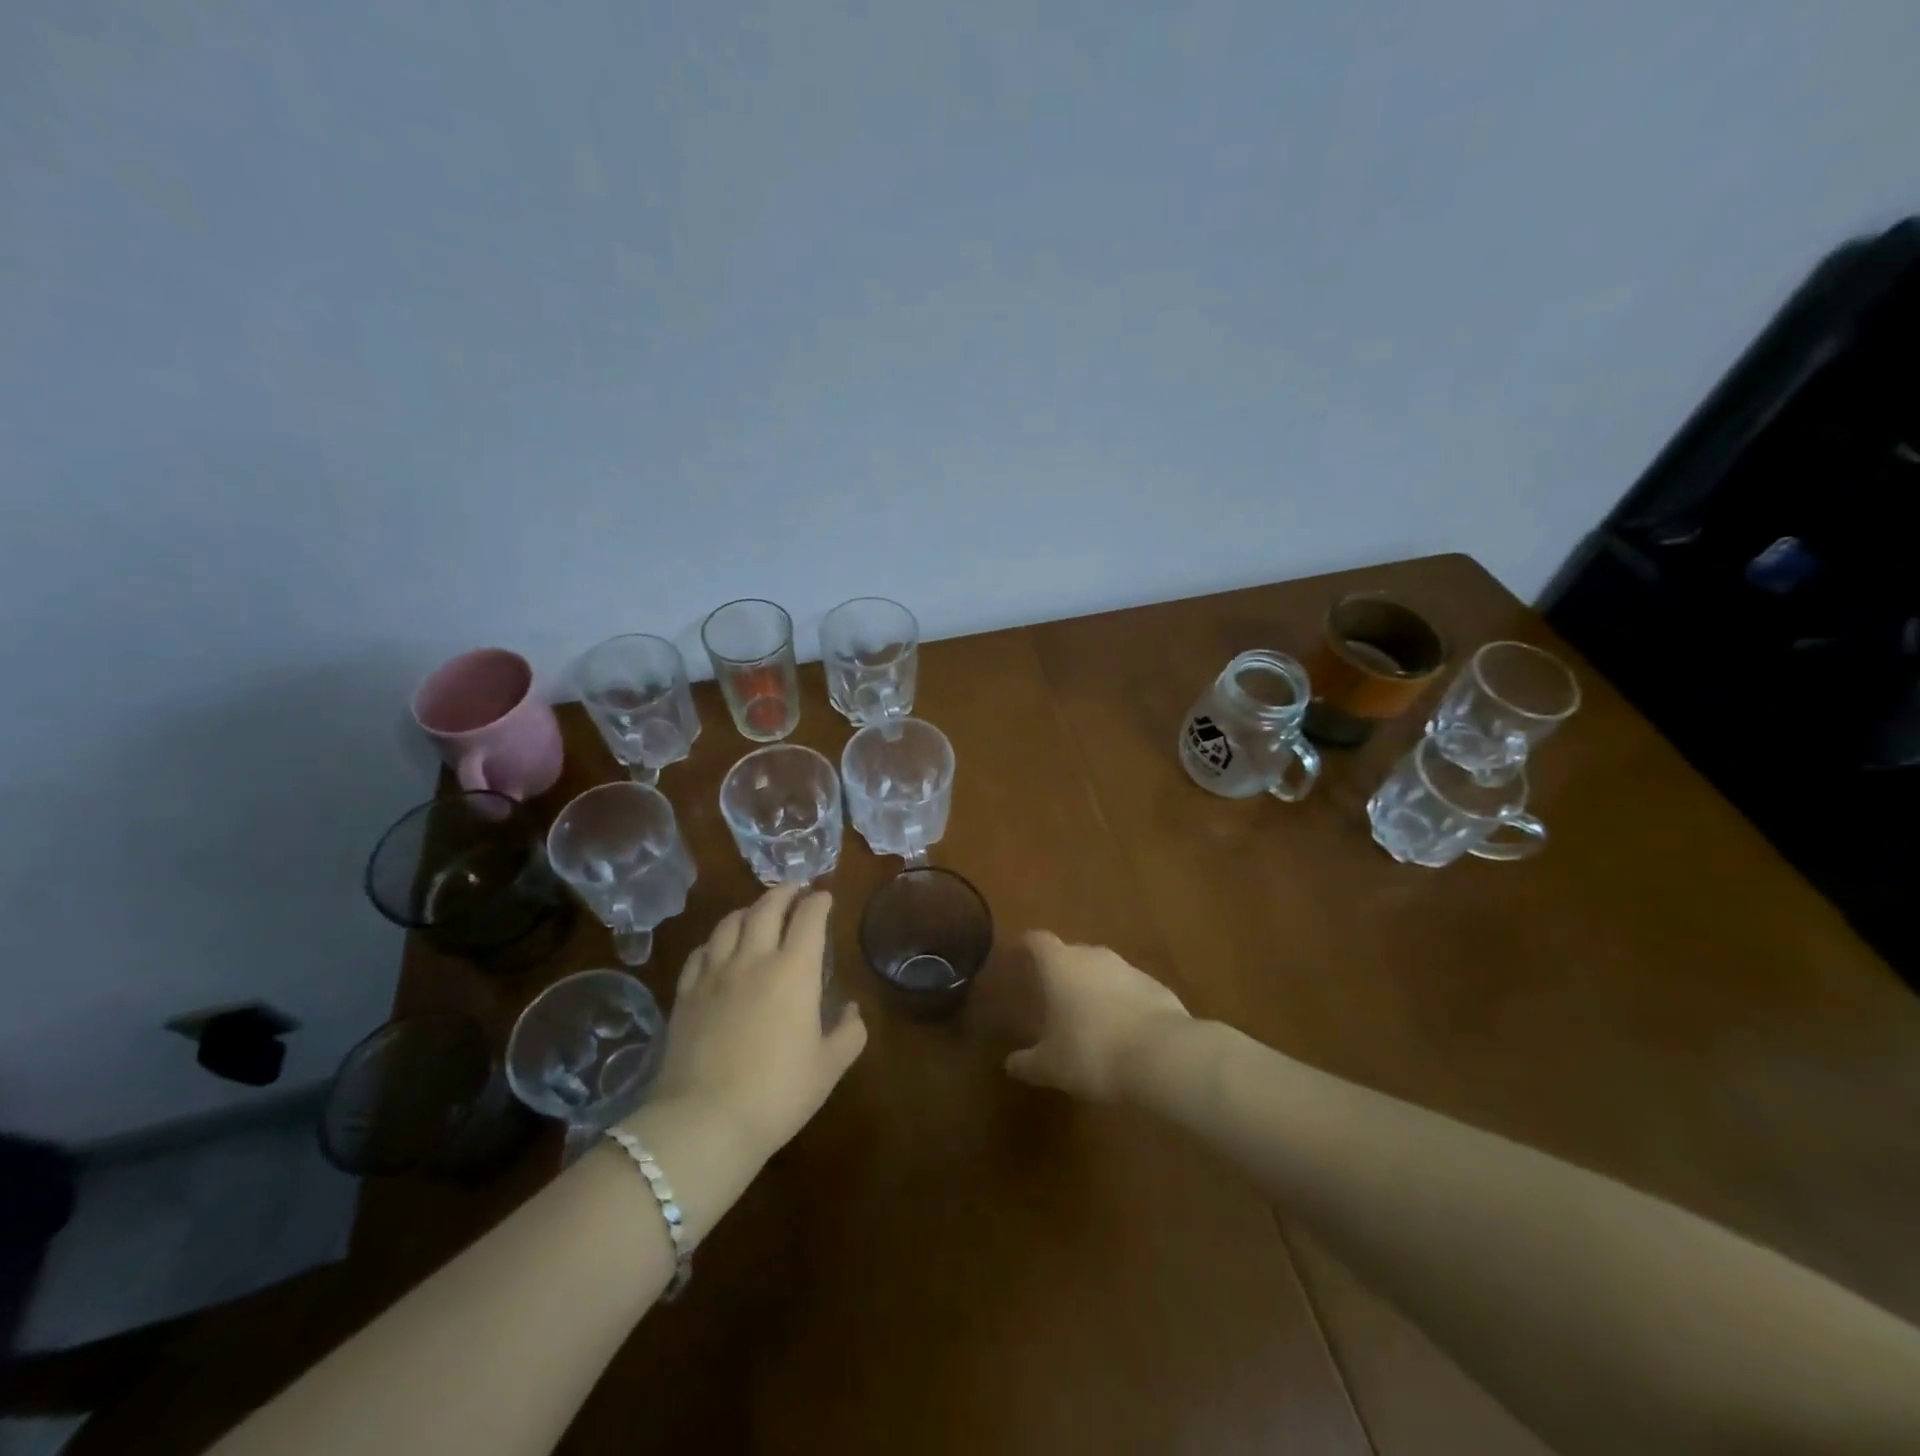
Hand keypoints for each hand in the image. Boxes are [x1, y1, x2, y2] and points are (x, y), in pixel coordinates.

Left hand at [646, 886, 865, 1162]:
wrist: (704, 1122)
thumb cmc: (777, 1093)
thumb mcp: (828, 1067)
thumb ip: (849, 1033)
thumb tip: (851, 1009)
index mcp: (794, 970)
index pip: (809, 917)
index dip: (819, 901)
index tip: (825, 897)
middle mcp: (754, 959)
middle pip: (767, 907)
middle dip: (785, 892)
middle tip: (795, 889)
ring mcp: (714, 973)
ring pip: (730, 923)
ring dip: (749, 909)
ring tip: (758, 910)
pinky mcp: (685, 994)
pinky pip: (700, 951)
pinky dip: (716, 939)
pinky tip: (719, 947)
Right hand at [1005, 932, 1189, 1101]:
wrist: (1163, 1056)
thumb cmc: (1092, 1052)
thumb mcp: (1051, 1066)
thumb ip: (1027, 1063)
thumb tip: (1011, 1064)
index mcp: (1060, 964)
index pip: (1037, 940)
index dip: (1025, 946)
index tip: (1017, 957)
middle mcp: (1093, 956)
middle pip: (1071, 953)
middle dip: (1060, 971)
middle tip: (1050, 996)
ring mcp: (1128, 969)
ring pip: (1101, 971)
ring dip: (1092, 988)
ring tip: (1086, 1017)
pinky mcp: (1156, 986)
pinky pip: (1128, 989)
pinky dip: (1120, 1002)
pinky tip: (1120, 1031)